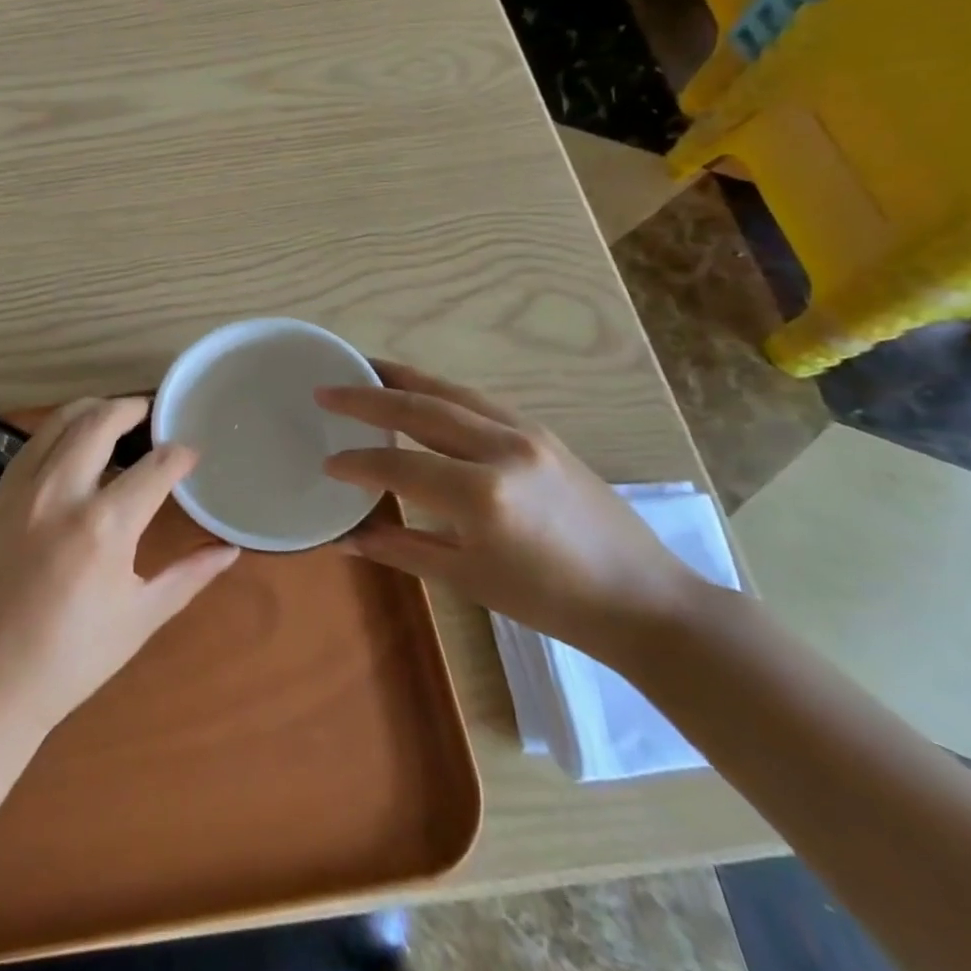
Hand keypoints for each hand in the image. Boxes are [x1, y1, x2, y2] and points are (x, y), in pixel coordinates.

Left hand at [0, 397, 239, 738]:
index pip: (156, 467)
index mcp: (106, 526)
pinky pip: (32, 442)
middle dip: (133, 408)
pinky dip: (59, 429)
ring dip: (94, 408)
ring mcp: (24, 489)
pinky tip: (72, 442)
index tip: (192, 453)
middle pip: (102, 422)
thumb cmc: (71, 658)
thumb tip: (230, 549)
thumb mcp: (140, 618)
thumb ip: (189, 576)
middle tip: (151, 411)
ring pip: (62, 421)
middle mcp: (63, 493)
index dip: (180, 455)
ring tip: (115, 415)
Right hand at [315, 362, 703, 660]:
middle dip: (366, 396)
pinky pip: (477, 399)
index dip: (358, 462)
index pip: (400, 464)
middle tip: (326, 389)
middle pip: (419, 407)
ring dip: (402, 378)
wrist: (644, 599)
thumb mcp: (469, 579)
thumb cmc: (552, 602)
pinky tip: (420, 391)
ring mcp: (526, 433)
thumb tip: (345, 540)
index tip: (327, 461)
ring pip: (449, 391)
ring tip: (364, 368)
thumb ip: (402, 550)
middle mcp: (501, 449)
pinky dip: (439, 389)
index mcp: (482, 495)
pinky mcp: (541, 431)